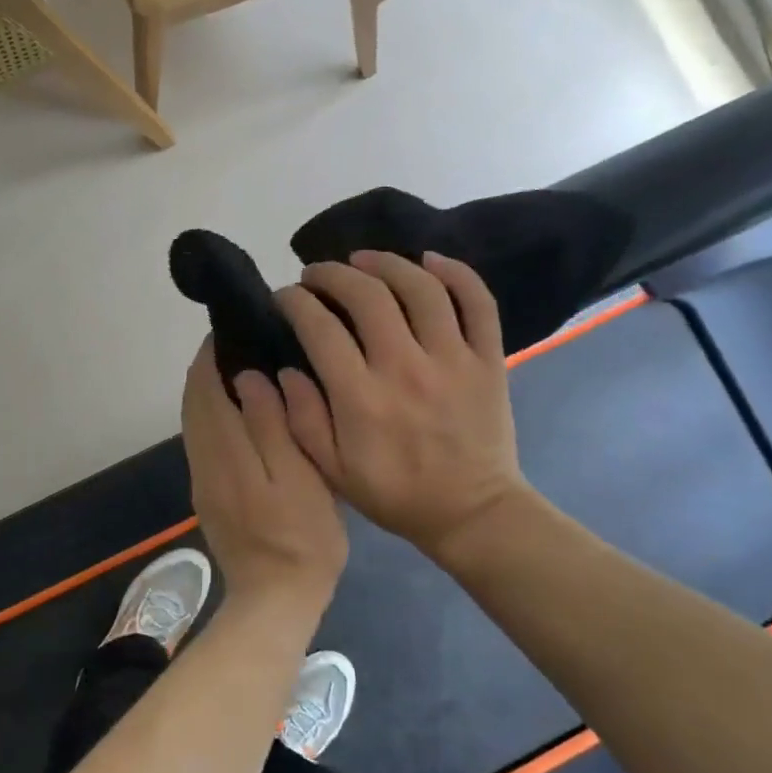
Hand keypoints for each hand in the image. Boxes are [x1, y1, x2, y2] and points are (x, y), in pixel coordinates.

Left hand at [181, 340, 347, 611]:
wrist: (275, 600)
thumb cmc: (302, 538)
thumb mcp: (299, 479)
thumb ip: (271, 426)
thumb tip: (249, 377)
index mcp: (225, 452)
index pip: (204, 389)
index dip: (212, 355)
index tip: (231, 328)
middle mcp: (203, 461)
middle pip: (193, 402)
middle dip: (208, 368)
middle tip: (240, 343)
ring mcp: (202, 480)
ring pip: (194, 421)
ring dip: (208, 391)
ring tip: (241, 370)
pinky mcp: (207, 495)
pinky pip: (201, 441)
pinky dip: (211, 415)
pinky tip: (238, 414)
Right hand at [275, 251, 533, 559]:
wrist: (471, 513)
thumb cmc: (394, 493)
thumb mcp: (332, 470)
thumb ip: (302, 418)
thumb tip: (285, 369)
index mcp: (361, 398)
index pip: (319, 327)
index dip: (295, 302)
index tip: (285, 298)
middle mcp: (405, 368)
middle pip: (367, 295)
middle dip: (333, 274)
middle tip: (317, 274)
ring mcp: (452, 359)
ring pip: (420, 287)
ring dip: (386, 263)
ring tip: (364, 259)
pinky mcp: (487, 360)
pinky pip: (477, 302)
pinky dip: (456, 272)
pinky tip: (430, 260)